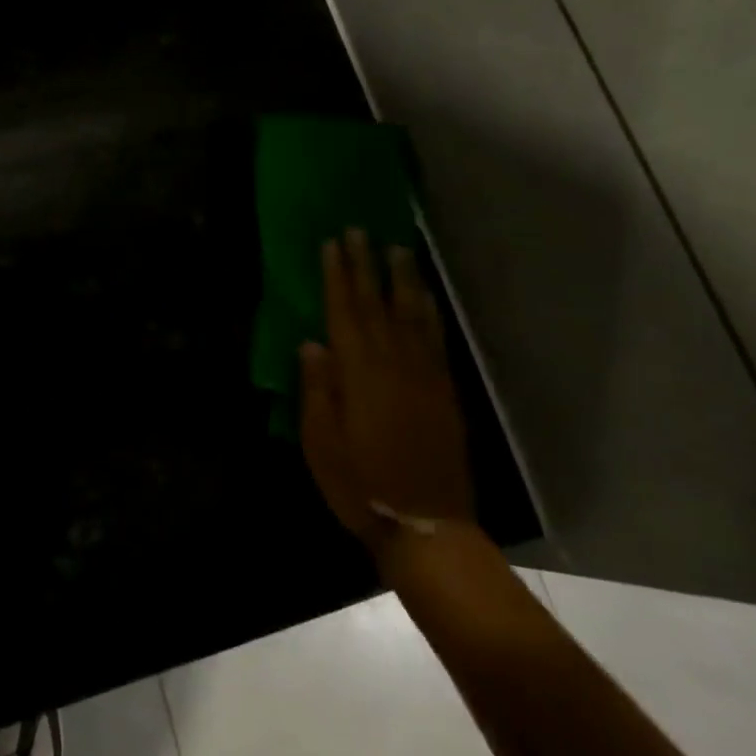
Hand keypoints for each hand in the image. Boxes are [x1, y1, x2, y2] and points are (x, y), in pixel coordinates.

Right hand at [300, 230, 471, 549]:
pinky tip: (425, 297)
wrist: (426, 525)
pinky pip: (435, 338)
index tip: (332, 243)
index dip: (337, 276)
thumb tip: (311, 343)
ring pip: (412, 314)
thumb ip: (318, 390)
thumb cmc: (361, 486)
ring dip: (403, 279)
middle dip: (366, 265)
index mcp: (359, 375)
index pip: (344, 312)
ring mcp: (424, 375)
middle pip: (377, 304)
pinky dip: (429, 311)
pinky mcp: (444, 390)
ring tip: (397, 248)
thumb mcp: (322, 443)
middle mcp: (394, 364)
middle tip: (359, 230)